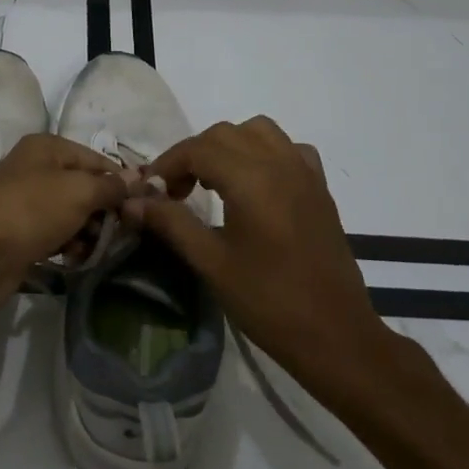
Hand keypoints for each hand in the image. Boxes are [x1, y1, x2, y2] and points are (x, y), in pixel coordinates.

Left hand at [0, 133, 126, 325]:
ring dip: (88, 231)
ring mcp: (27, 201)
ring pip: (73, 213)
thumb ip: (111, 186)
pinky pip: (56, 233)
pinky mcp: (22, 231)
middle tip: (121, 234)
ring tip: (95, 249)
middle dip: (104, 211)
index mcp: (47, 147)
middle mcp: (36, 168)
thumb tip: (138, 178)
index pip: (97, 160)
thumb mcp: (79, 192)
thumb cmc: (32, 211)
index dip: (121, 182)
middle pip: (85, 187)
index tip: (143, 208)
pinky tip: (74, 258)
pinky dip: (68, 244)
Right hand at [124, 116, 390, 387]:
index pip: (198, 149)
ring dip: (228, 146)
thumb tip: (132, 202)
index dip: (168, 164)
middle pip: (225, 134)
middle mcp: (280, 164)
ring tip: (214, 182)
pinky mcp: (320, 189)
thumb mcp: (211, 263)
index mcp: (252, 180)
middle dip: (193, 155)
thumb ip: (171, 223)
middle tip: (176, 192)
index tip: (150, 192)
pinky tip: (255, 185)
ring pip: (259, 132)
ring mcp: (305, 173)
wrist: (336, 336)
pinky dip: (265, 153)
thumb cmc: (268, 302)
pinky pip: (289, 149)